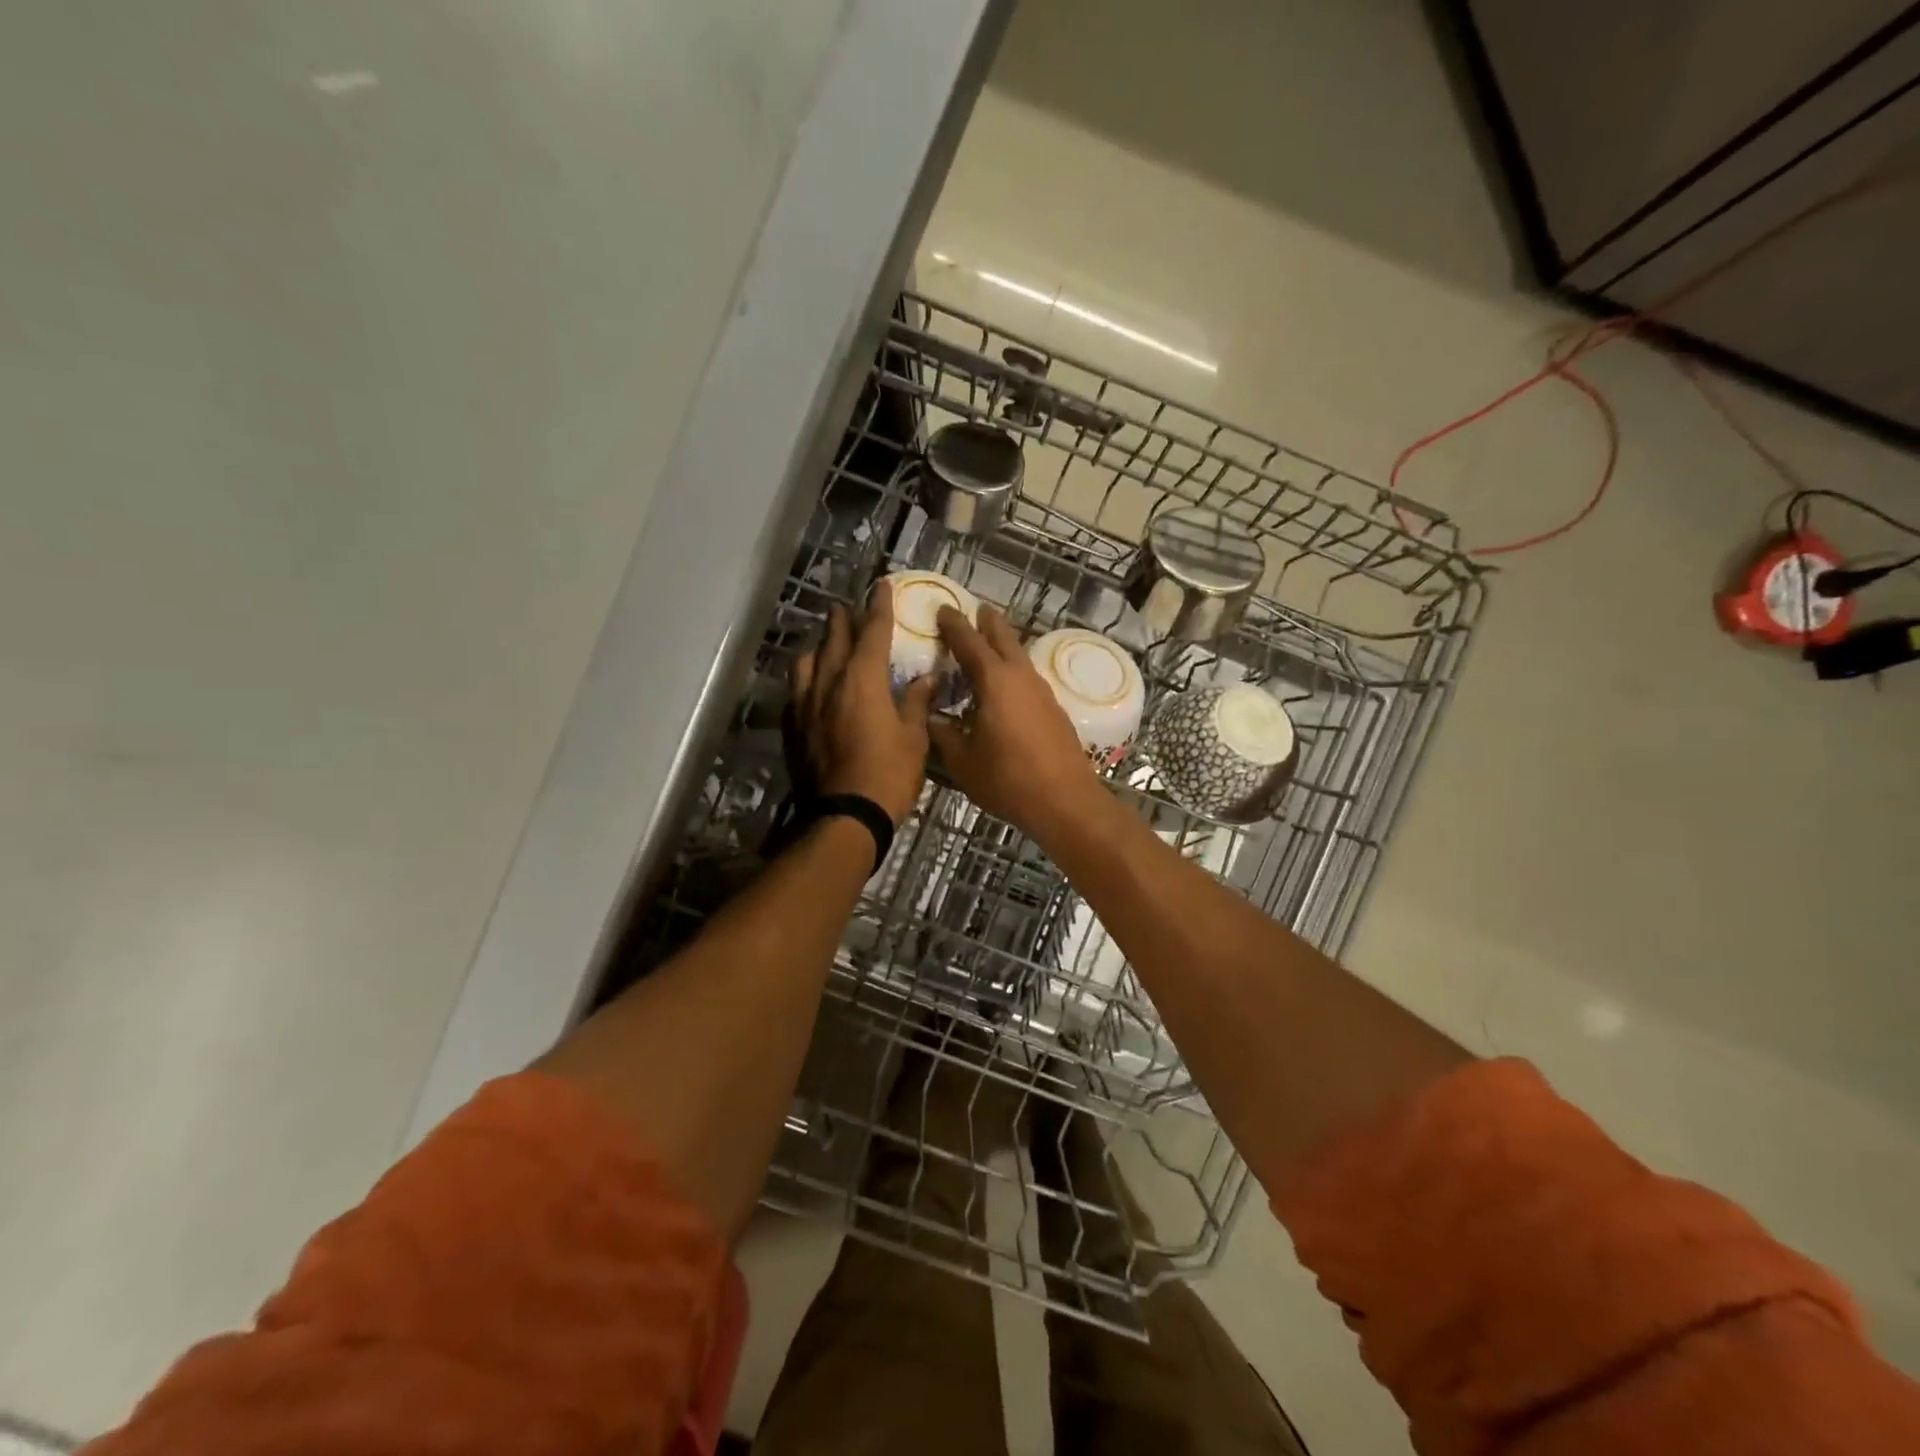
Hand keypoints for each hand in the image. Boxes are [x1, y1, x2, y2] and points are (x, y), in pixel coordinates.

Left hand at [790, 581, 935, 824]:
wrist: (845, 817)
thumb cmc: (888, 775)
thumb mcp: (914, 738)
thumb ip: (916, 702)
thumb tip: (925, 677)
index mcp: (862, 681)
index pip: (872, 633)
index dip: (879, 608)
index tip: (881, 586)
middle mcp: (829, 684)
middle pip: (834, 641)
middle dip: (843, 620)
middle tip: (847, 607)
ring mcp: (806, 706)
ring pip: (807, 662)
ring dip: (818, 646)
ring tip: (824, 641)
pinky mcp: (794, 728)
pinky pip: (797, 691)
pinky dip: (806, 678)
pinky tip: (810, 684)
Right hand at [928, 604, 1108, 843]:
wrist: (1065, 801)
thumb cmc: (1008, 779)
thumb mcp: (962, 761)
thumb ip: (942, 734)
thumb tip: (929, 718)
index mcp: (994, 681)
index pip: (969, 642)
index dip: (953, 624)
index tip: (943, 608)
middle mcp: (1021, 677)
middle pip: (1003, 638)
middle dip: (988, 622)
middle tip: (977, 610)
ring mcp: (1042, 692)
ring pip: (1019, 657)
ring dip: (1003, 646)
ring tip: (989, 645)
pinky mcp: (1054, 710)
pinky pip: (1027, 678)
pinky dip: (1012, 672)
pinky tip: (1005, 688)